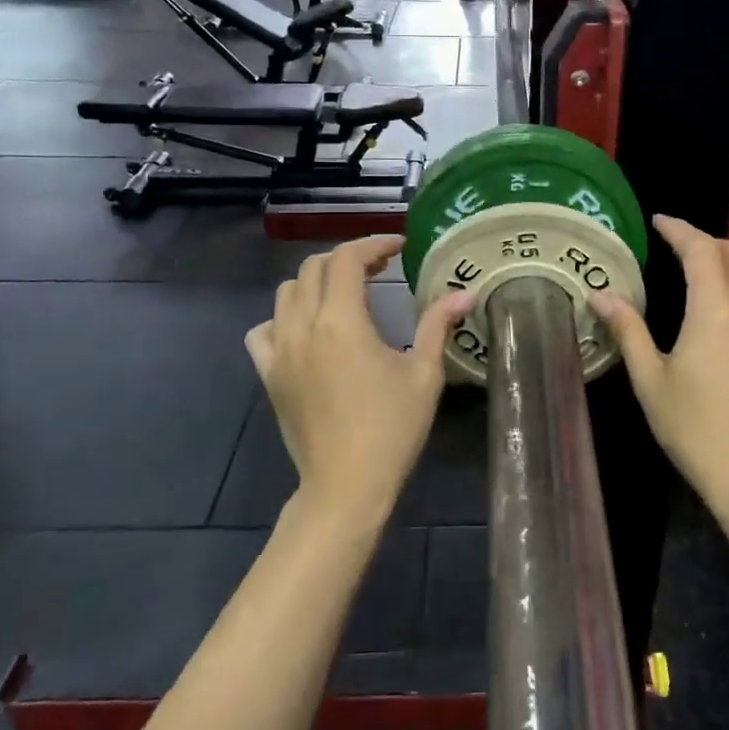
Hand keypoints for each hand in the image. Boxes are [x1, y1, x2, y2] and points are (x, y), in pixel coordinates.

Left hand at [246, 236, 472, 527]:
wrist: (345, 486)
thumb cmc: (392, 429)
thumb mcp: (424, 374)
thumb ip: (437, 325)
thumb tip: (464, 293)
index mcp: (342, 322)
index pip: (347, 259)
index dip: (373, 244)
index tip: (399, 247)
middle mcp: (303, 327)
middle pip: (314, 268)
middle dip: (347, 259)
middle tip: (380, 268)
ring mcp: (279, 351)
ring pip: (286, 292)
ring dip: (316, 282)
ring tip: (346, 294)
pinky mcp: (269, 374)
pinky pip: (263, 329)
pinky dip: (283, 317)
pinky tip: (307, 330)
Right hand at [589, 216, 728, 514]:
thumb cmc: (693, 427)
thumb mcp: (650, 379)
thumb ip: (627, 330)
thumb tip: (599, 295)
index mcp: (714, 311)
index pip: (700, 250)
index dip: (679, 229)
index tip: (659, 222)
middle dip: (707, 241)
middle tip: (680, 250)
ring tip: (713, 269)